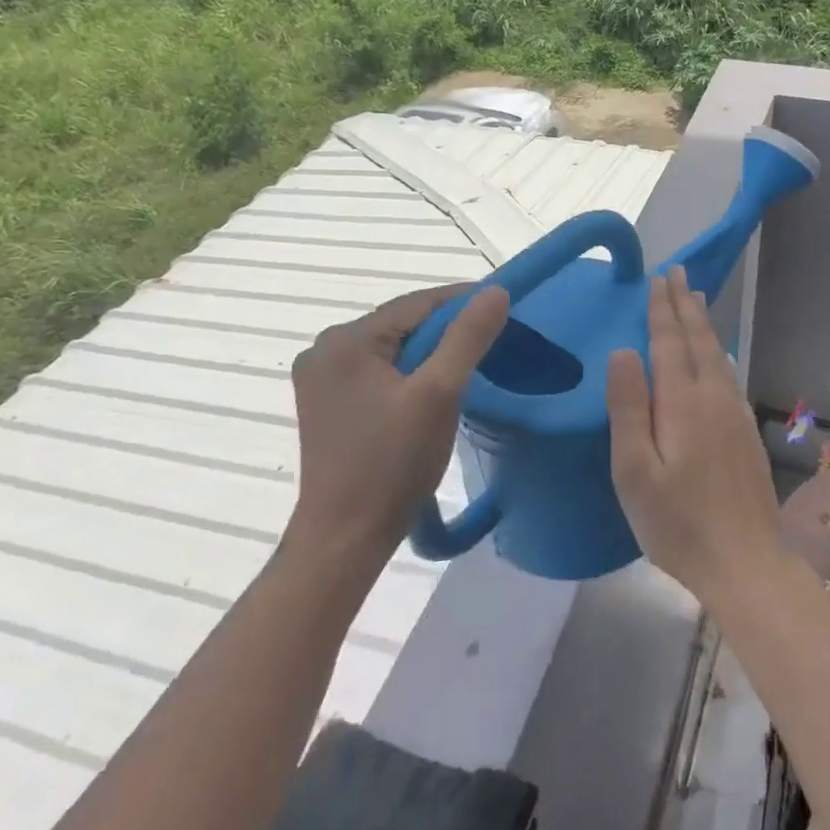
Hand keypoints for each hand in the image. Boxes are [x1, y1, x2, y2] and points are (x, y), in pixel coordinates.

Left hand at [288, 283, 509, 562]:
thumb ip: (468, 338)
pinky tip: (436, 387)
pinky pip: (380, 370)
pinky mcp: (329, 402)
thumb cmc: (392, 464)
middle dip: (449, 329)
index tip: (505, 306)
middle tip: (494, 338)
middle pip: (404, 324)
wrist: (345, 538)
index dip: (464, 301)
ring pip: (394, 347)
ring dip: (432, 352)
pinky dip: (411, 372)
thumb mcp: (440, 394)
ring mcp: (323, 377)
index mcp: (346, 340)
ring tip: (472, 362)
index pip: (417, 303)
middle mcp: (325, 349)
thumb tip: (496, 290)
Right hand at [606, 266, 783, 607]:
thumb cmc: (677, 522)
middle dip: (686, 304)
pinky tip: (717, 355)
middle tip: (679, 272)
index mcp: (683, 402)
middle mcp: (714, 397)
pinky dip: (717, 351)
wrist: (745, 562)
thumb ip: (628, 407)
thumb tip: (623, 352)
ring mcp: (736, 414)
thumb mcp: (635, 470)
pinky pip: (729, 374)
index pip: (670, 342)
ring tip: (697, 299)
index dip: (662, 309)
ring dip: (704, 323)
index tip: (659, 278)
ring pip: (717, 354)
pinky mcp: (746, 432)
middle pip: (699, 339)